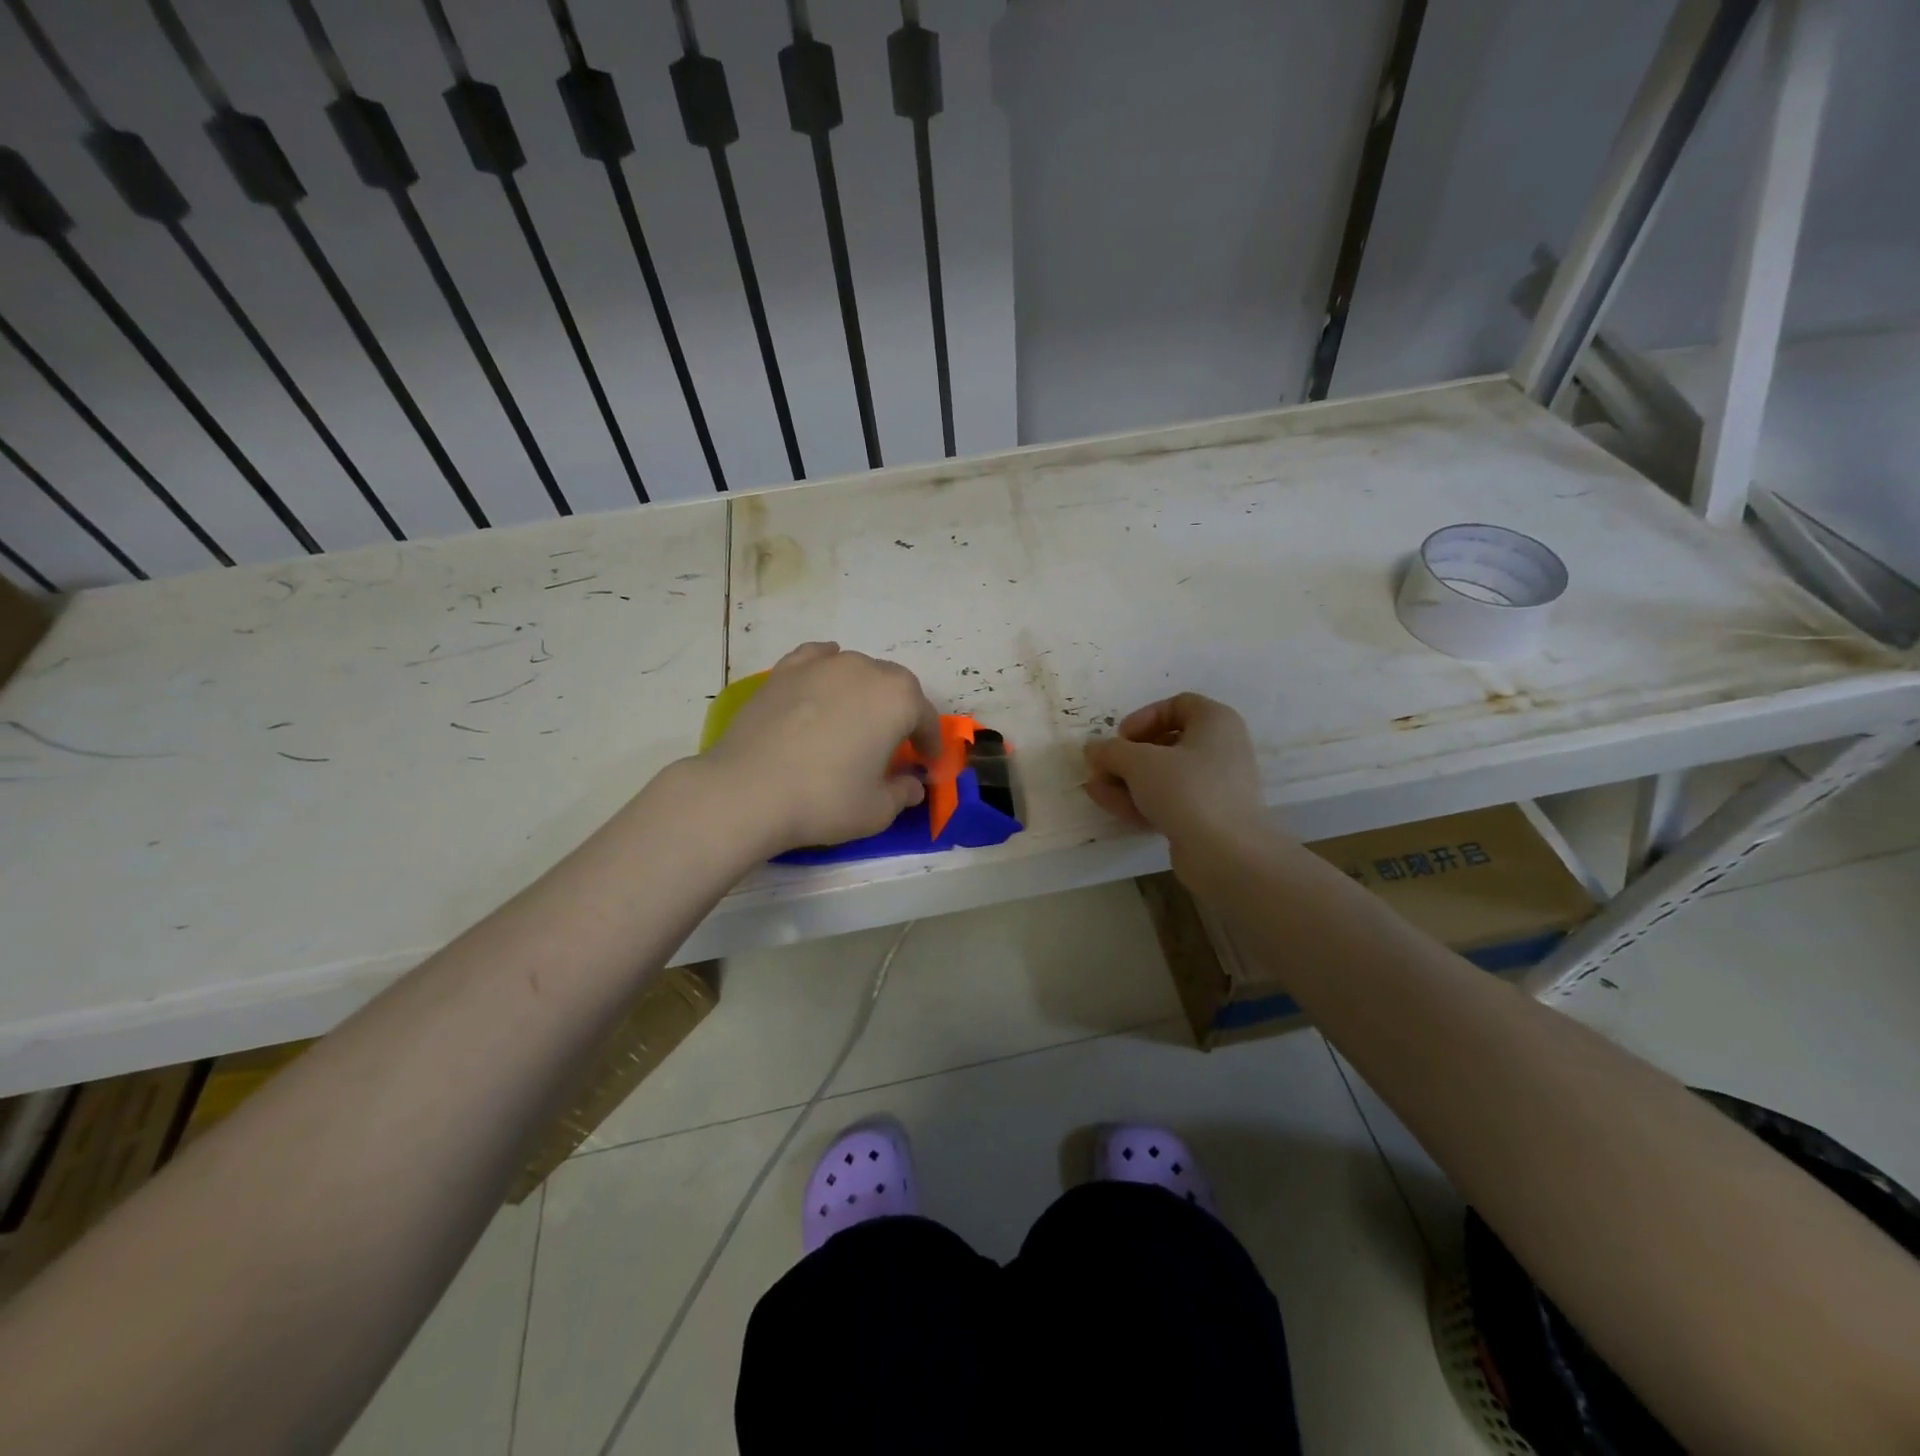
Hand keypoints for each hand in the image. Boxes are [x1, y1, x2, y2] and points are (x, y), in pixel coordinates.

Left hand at [703, 642, 941, 854]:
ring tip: (856, 719)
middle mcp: (865, 670)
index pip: (926, 719)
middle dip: (902, 713)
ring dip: (866, 692)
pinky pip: (818, 660)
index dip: (930, 744)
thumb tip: (912, 784)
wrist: (748, 790)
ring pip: (858, 670)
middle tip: (894, 744)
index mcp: (898, 699)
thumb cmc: (825, 800)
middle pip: (896, 687)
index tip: (927, 765)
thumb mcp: (877, 810)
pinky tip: (823, 684)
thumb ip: (903, 793)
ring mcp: (822, 665)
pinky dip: (828, 670)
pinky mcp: (785, 670)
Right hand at [1083, 693, 1264, 844]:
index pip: (1176, 706)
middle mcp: (1220, 749)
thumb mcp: (1139, 763)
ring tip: (1095, 790)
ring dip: (1127, 781)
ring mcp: (1215, 786)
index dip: (1143, 718)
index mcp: (1215, 722)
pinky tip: (1112, 807)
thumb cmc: (1186, 790)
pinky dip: (1142, 801)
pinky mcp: (1207, 816)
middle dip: (1126, 757)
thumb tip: (1093, 748)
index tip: (1120, 738)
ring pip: (1164, 776)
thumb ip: (1111, 751)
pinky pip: (1170, 800)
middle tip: (1101, 769)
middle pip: (1165, 744)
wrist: (1226, 853)